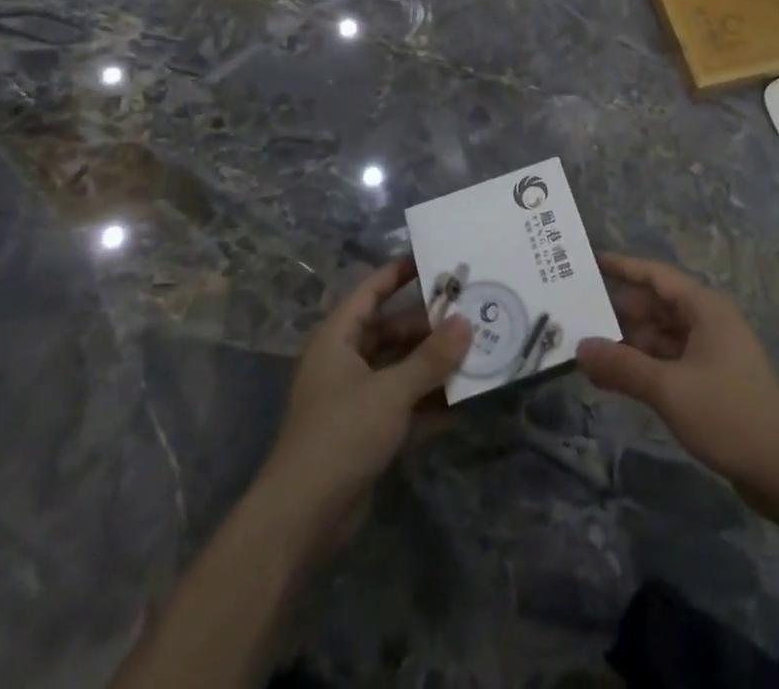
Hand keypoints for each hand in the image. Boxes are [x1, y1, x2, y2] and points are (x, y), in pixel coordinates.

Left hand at [252, 257, 470, 558]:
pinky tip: (464, 397)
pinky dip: (429, 399)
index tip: (435, 260)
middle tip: (470, 312)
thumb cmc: (341, 435)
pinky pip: (404, 402)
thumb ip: (431, 358)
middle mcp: (345, 361)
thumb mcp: (391, 391)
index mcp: (338, 338)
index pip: (371, 292)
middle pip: (391, 330)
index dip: (399, 273)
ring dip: (433, 363)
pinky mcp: (367, 432)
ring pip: (400, 367)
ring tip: (476, 349)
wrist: (302, 519)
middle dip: (429, 324)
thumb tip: (466, 323)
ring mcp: (356, 398)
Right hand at [577, 254, 778, 521]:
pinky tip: (620, 379)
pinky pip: (671, 361)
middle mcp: (709, 322)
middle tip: (577, 318)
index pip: (656, 275)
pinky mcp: (713, 382)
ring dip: (631, 342)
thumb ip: (623, 367)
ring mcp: (712, 352)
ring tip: (589, 351)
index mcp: (705, 308)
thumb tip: (581, 348)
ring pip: (662, 336)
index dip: (623, 267)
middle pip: (657, 306)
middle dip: (620, 311)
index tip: (590, 262)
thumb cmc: (731, 415)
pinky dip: (646, 365)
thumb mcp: (670, 389)